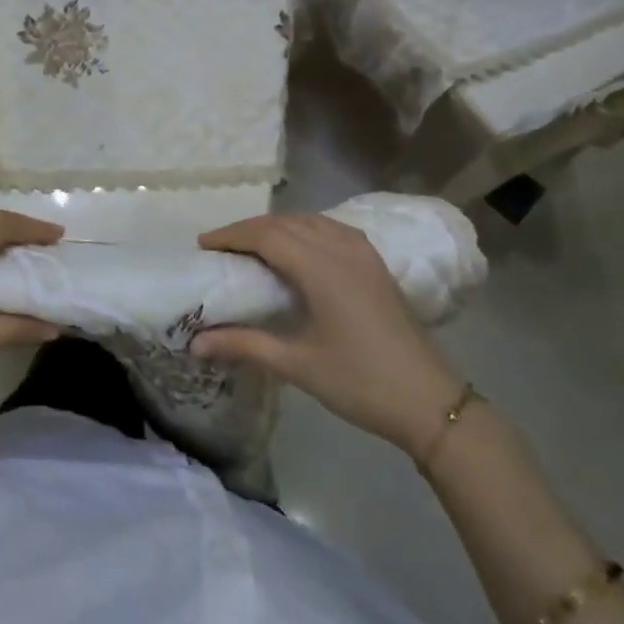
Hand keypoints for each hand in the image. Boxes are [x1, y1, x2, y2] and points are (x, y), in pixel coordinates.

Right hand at [193, 214, 465, 461]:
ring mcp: (363, 254)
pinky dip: (305, 230)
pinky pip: (332, 230)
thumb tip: (194, 343)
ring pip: (311, 222)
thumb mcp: (296, 365)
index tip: (202, 245)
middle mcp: (342, 249)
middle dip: (249, 229)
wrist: (428, 401)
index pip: (266, 236)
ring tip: (251, 246)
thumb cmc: (359, 382)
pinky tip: (298, 248)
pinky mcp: (376, 264)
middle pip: (286, 223)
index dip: (232, 235)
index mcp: (321, 269)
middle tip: (220, 247)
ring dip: (278, 227)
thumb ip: (244, 345)